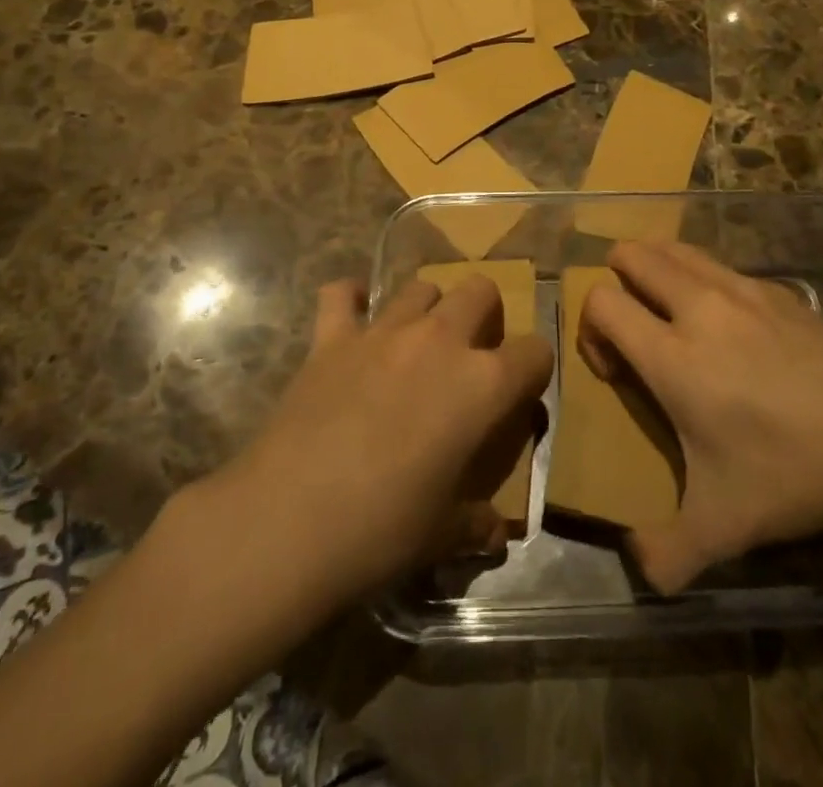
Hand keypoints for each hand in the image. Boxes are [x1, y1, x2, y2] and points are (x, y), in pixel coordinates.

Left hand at [226, 275, 553, 604]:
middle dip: (485, 315)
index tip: (522, 391)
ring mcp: (384, 332)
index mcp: (482, 384)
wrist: (288, 522)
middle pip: (480, 290)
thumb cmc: (382, 531)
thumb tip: (495, 531)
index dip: (534, 369)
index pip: (535, 352)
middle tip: (469, 355)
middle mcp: (440, 341)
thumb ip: (476, 522)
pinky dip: (349, 300)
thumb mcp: (443, 535)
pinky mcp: (332, 337)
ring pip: (421, 286)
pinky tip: (351, 319)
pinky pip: (341, 295)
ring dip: (427, 308)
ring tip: (416, 343)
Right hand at [580, 240, 822, 593]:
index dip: (591, 329)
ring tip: (670, 313)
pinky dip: (702, 279)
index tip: (617, 371)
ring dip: (656, 268)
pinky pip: (719, 265)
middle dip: (616, 281)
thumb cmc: (791, 472)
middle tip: (636, 329)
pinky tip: (730, 326)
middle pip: (632, 254)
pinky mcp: (777, 288)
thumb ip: (667, 553)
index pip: (601, 301)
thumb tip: (640, 569)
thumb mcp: (724, 527)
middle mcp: (698, 306)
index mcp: (671, 354)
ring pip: (674, 247)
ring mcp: (740, 289)